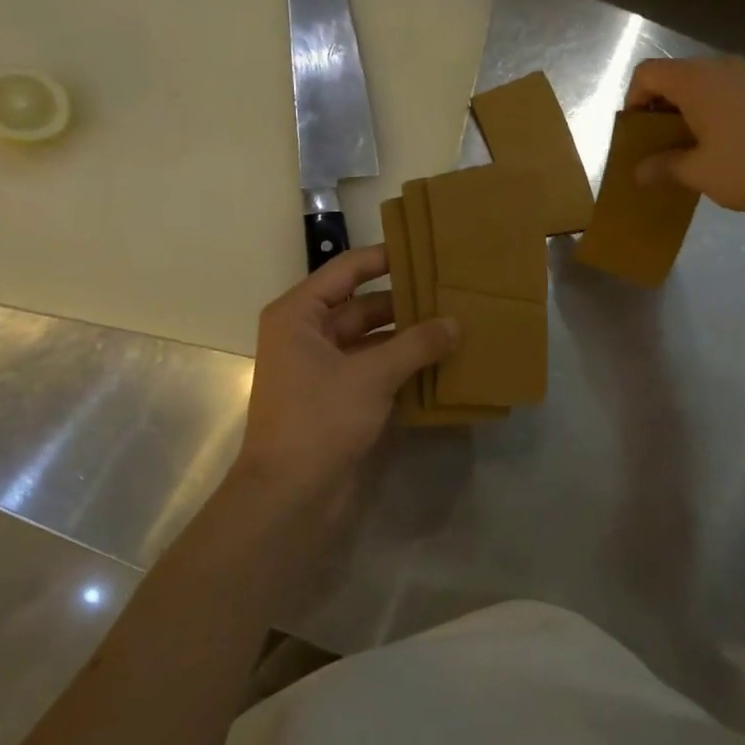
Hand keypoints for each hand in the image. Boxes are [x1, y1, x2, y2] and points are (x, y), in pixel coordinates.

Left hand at [231, 246, 457, 516]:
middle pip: (362, 305)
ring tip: (454, 324)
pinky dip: (402, 365)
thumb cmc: (320, 419)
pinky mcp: (337, 398)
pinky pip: (374, 369)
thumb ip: (416, 344)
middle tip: (451, 291)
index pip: (346, 270)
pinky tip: (440, 362)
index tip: (424, 249)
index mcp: (299, 315)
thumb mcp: (372, 375)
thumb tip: (455, 323)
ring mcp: (322, 369)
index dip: (383, 257)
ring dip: (407, 336)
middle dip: (405, 302)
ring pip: (372, 340)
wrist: (290, 495)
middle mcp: (307, 335)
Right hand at [625, 57, 744, 220]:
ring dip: (687, 112)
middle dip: (659, 109)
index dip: (633, 100)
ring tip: (689, 149)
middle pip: (674, 76)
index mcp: (695, 80)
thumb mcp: (698, 172)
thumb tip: (638, 171)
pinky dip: (712, 113)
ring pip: (703, 85)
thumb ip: (664, 166)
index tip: (637, 134)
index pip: (647, 73)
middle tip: (658, 146)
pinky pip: (727, 93)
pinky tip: (721, 147)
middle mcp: (720, 67)